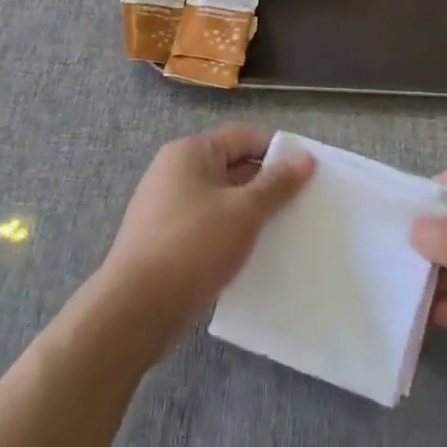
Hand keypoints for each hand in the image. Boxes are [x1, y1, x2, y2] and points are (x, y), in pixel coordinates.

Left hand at [98, 124, 313, 348]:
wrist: (136, 309)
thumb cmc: (194, 245)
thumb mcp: (244, 211)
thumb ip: (277, 183)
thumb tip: (305, 158)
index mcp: (191, 152)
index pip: (244, 137)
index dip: (278, 151)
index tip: (310, 172)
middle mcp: (175, 171)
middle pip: (233, 166)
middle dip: (268, 183)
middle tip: (304, 203)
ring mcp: (168, 206)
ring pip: (222, 199)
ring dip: (252, 212)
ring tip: (285, 229)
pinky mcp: (166, 238)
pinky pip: (209, 224)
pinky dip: (232, 233)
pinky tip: (255, 253)